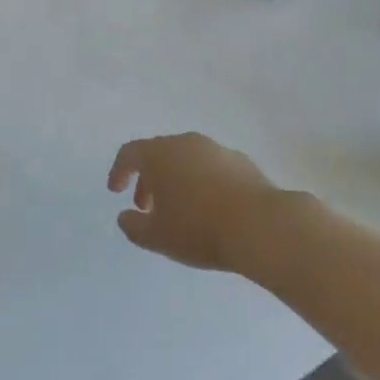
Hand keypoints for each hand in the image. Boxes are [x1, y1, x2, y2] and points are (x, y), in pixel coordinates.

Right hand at [107, 133, 296, 275]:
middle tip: (146, 207)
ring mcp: (217, 150)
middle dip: (148, 179)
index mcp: (160, 154)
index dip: (119, 171)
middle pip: (158, 154)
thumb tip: (125, 217)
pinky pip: (212, 168)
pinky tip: (210, 209)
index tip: (116, 192)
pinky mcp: (243, 163)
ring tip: (180, 210)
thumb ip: (133, 226)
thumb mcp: (157, 237)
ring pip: (187, 159)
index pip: (130, 153)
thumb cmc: (199, 228)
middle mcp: (186, 143)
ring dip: (176, 180)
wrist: (262, 226)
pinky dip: (202, 182)